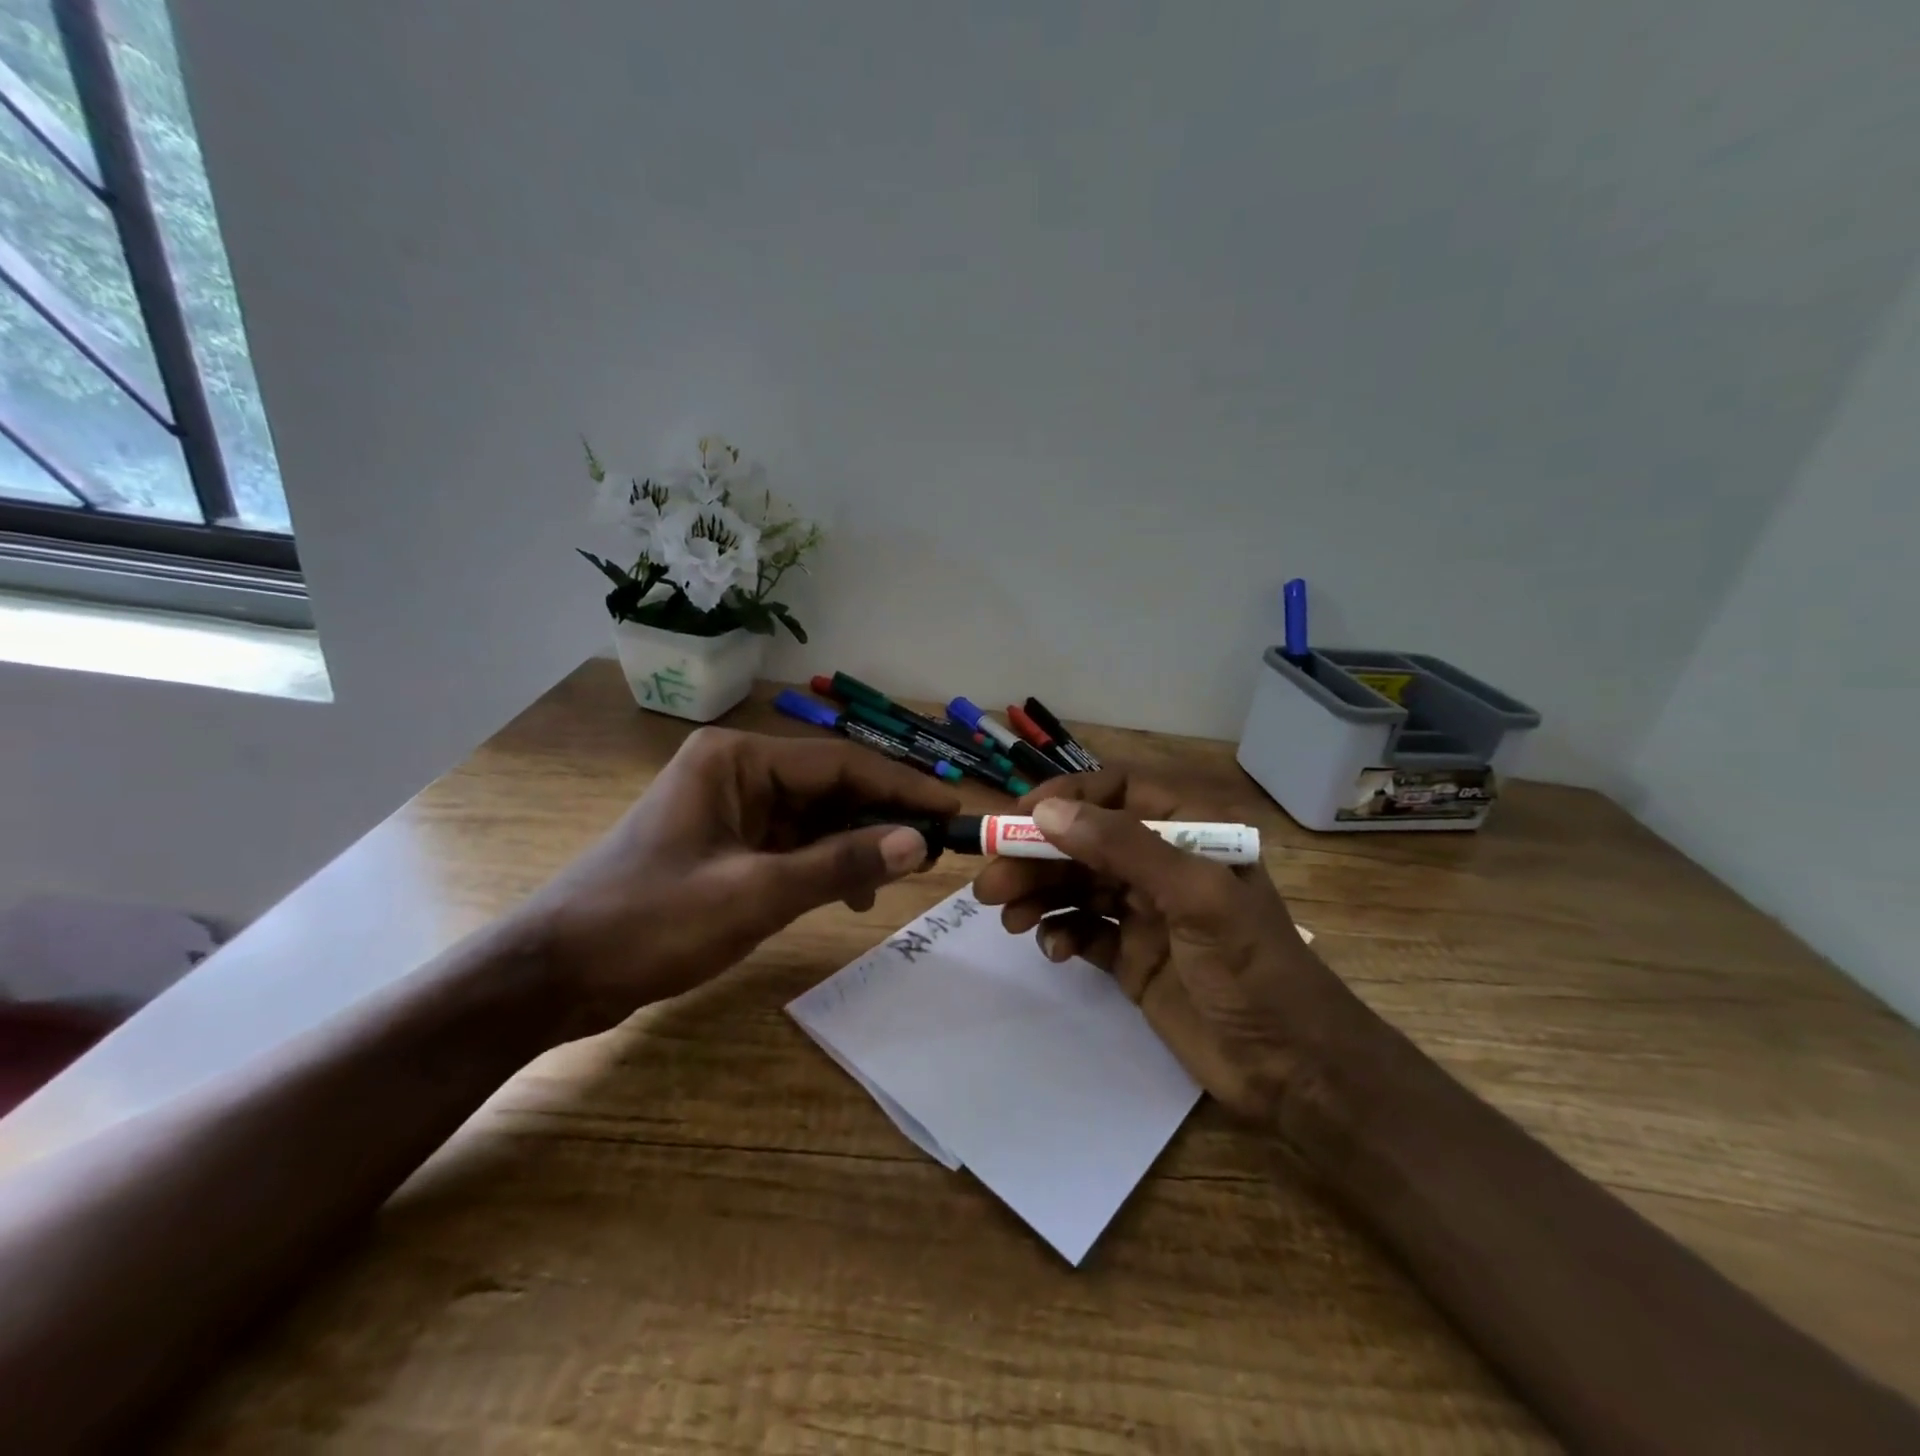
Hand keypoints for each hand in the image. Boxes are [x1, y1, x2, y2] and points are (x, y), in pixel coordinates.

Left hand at [526, 727, 959, 1037]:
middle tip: (936, 848)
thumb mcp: (755, 895)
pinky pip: (791, 843)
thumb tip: (917, 844)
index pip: (839, 764)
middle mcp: (736, 771)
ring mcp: (729, 808)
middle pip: (829, 787)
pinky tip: (849, 894)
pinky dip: (824, 865)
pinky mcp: (725, 844)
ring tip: (899, 877)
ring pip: (813, 817)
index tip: (952, 810)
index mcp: (737, 760)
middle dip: (881, 817)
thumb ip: (840, 865)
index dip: (901, 788)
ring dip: (855, 844)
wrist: (553, 974)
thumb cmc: (648, 923)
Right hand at [973, 771, 1375, 1123]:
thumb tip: (1047, 812)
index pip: (1118, 791)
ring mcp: (1148, 910)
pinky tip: (1055, 950)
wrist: (1292, 1071)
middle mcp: (1165, 862)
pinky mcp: (1133, 954)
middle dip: (1038, 858)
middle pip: (1087, 842)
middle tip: (990, 884)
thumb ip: (1124, 847)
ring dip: (1040, 895)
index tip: (1017, 819)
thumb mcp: (1196, 898)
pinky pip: (1084, 928)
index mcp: (1193, 829)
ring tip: (1007, 918)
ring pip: (1078, 884)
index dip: (1067, 798)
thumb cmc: (1253, 970)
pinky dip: (1062, 933)